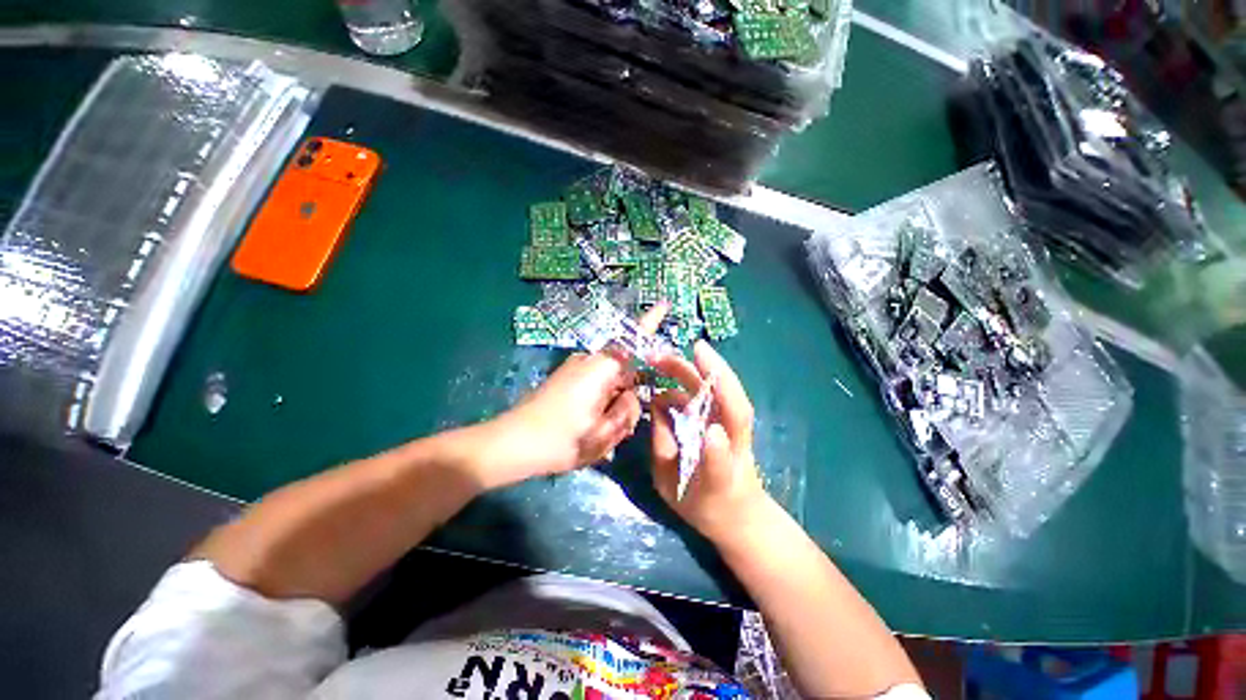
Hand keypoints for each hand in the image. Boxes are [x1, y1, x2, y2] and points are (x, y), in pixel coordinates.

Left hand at [477, 304, 667, 486]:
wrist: (511, 443)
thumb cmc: (560, 440)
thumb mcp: (603, 434)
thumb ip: (627, 411)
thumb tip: (632, 396)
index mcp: (601, 369)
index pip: (634, 339)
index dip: (651, 322)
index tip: (665, 304)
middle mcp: (589, 361)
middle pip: (624, 370)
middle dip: (628, 396)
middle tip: (618, 427)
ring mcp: (576, 369)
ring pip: (610, 382)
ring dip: (613, 404)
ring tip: (599, 433)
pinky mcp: (567, 378)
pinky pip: (596, 386)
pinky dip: (601, 404)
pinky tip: (589, 428)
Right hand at [651, 340, 769, 542]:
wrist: (740, 512)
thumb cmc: (704, 503)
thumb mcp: (670, 488)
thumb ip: (662, 447)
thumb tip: (658, 404)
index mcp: (719, 482)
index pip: (722, 467)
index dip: (715, 452)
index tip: (708, 432)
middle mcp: (737, 450)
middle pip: (731, 409)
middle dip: (699, 381)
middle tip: (658, 359)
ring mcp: (739, 429)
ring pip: (729, 392)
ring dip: (698, 370)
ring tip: (661, 359)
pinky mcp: (735, 419)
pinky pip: (722, 391)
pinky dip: (702, 374)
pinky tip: (677, 367)